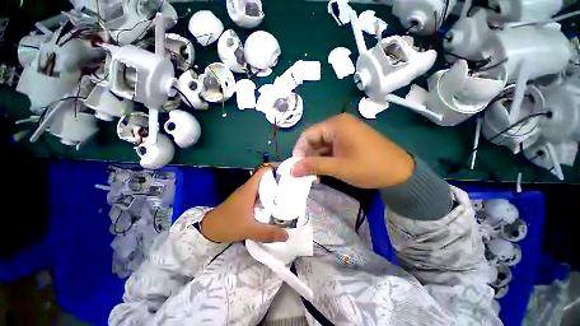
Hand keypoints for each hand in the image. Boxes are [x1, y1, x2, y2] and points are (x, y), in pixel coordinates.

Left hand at [201, 166, 288, 242]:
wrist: (209, 229)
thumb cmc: (227, 224)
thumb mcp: (248, 229)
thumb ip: (267, 233)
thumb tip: (287, 235)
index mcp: (250, 188)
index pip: (264, 170)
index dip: (276, 168)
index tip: (290, 172)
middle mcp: (250, 188)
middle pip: (267, 177)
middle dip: (280, 179)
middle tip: (294, 185)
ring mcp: (248, 194)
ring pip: (265, 186)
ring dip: (276, 189)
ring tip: (289, 194)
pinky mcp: (247, 201)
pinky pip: (261, 194)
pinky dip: (270, 197)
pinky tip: (277, 205)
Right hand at [292, 113, 414, 188]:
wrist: (402, 173)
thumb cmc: (370, 167)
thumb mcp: (339, 168)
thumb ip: (313, 166)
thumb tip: (290, 170)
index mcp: (336, 125)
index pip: (308, 135)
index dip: (299, 151)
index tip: (296, 167)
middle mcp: (339, 125)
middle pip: (314, 140)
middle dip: (307, 157)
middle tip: (305, 174)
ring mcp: (345, 133)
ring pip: (322, 146)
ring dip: (316, 160)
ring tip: (314, 175)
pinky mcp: (349, 141)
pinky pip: (331, 148)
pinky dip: (325, 159)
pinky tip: (324, 171)